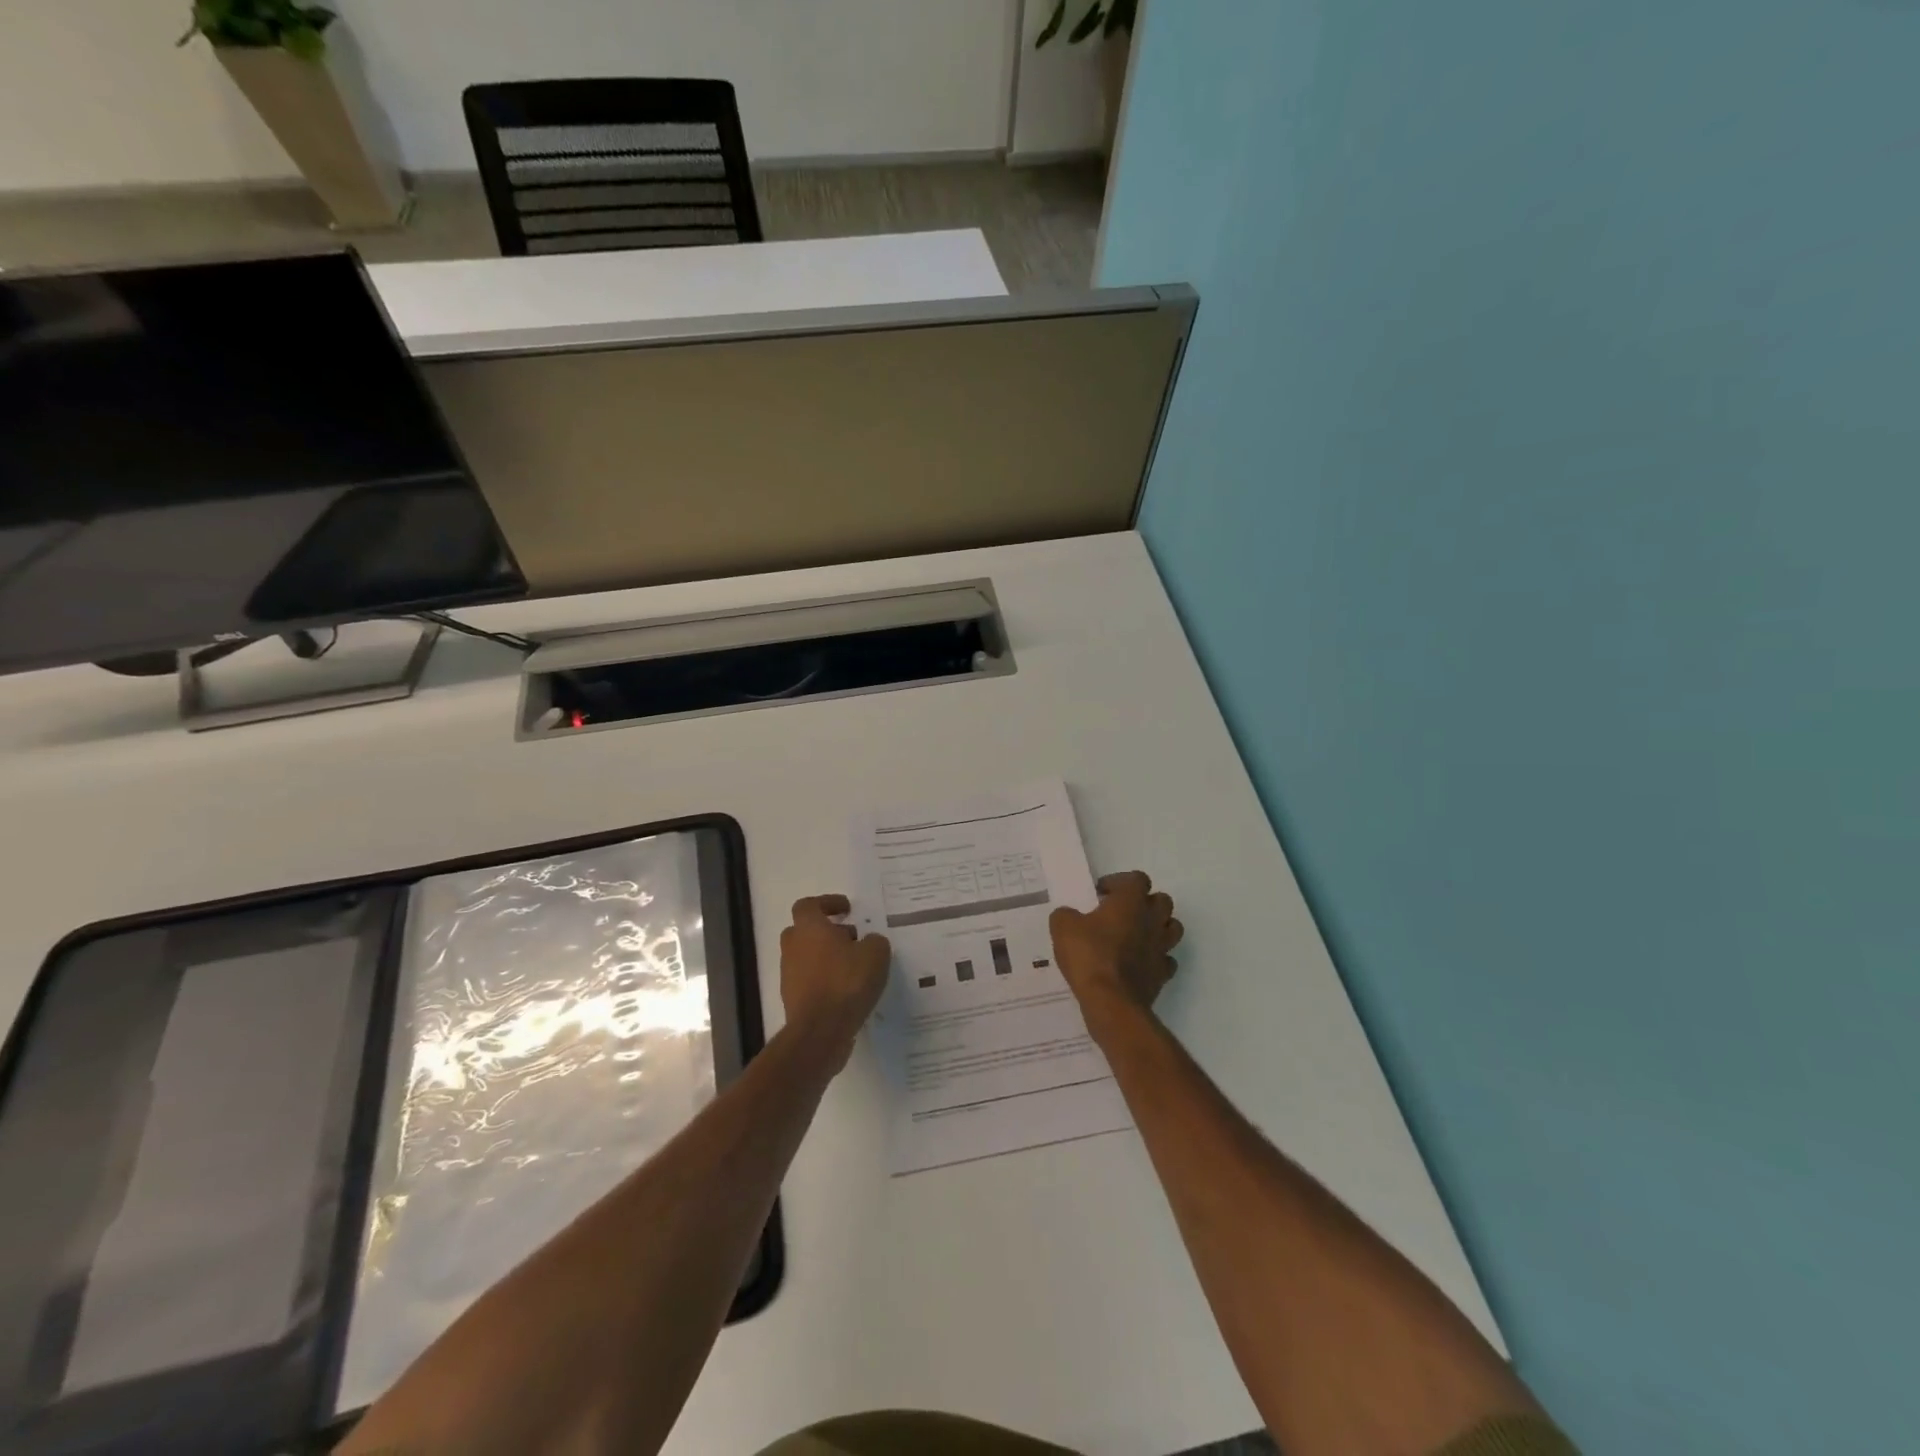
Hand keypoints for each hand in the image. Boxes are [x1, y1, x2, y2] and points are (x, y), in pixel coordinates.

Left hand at [779, 894, 890, 1065]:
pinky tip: (847, 991)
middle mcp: (793, 947)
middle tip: (852, 938)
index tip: (847, 910)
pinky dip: (825, 980)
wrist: (820, 1031)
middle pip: (805, 931)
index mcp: (808, 928)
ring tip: (855, 967)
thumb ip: (874, 941)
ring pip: (807, 957)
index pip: (809, 905)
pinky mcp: (792, 1000)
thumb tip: (869, 942)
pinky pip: (809, 981)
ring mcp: (789, 975)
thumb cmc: (846, 981)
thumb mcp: (876, 953)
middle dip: (827, 932)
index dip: (827, 903)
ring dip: (827, 957)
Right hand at [1050, 871, 1183, 1037]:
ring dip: (1157, 928)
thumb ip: (1066, 914)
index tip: (1100, 895)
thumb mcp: (1063, 927)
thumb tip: (1069, 915)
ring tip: (1135, 936)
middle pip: (1162, 900)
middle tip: (1120, 913)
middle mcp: (1152, 920)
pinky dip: (1156, 959)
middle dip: (1144, 903)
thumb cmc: (1088, 955)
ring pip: (1172, 928)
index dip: (1119, 882)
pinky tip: (1139, 964)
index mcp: (1131, 901)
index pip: (1137, 879)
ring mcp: (1161, 947)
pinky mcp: (1163, 974)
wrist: (1110, 1001)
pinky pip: (1166, 960)